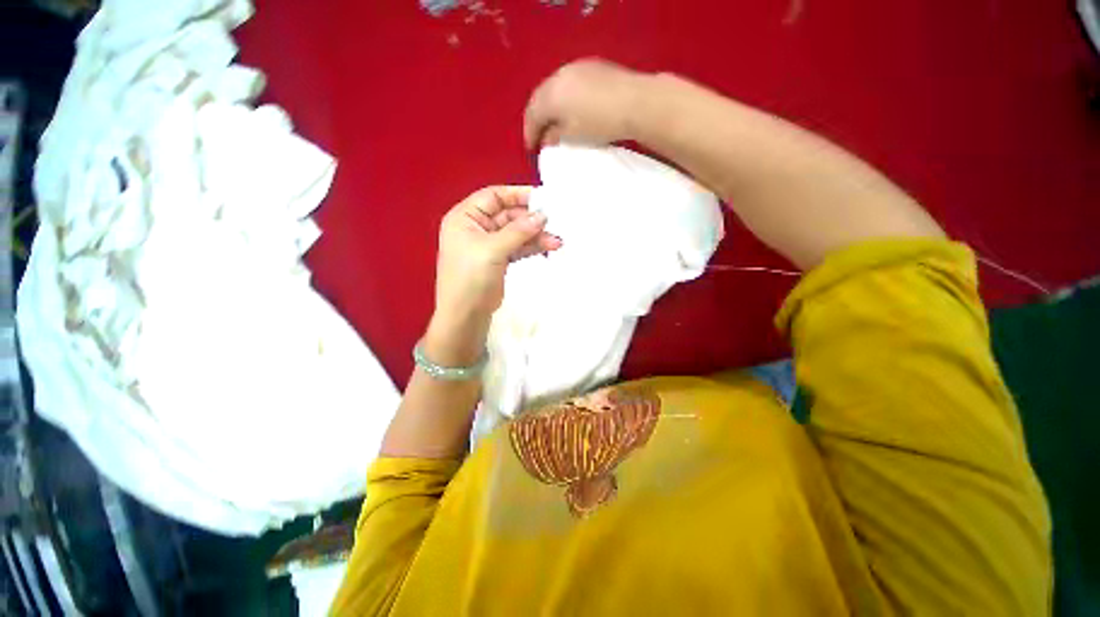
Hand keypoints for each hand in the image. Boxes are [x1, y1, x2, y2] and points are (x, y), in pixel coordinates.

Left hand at [427, 186, 561, 363]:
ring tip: (557, 239)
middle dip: (531, 219)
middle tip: (555, 221)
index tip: (543, 197)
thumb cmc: (471, 278)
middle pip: (508, 215)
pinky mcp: (499, 260)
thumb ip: (518, 231)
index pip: (494, 196)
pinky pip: (518, 247)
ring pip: (516, 233)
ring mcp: (489, 245)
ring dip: (536, 235)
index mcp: (465, 218)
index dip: (518, 194)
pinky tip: (550, 246)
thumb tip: (542, 215)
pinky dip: (532, 247)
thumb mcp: (492, 250)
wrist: (466, 316)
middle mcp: (476, 227)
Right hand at [523, 58, 650, 148]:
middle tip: (539, 136)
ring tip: (553, 123)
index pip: (532, 115)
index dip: (529, 133)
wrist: (635, 102)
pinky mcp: (591, 66)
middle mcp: (558, 76)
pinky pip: (568, 83)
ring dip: (550, 107)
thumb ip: (555, 136)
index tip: (531, 149)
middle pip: (540, 99)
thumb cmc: (600, 124)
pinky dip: (563, 98)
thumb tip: (547, 138)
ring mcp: (575, 68)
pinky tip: (570, 108)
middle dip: (537, 119)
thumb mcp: (573, 135)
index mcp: (551, 95)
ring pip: (554, 89)